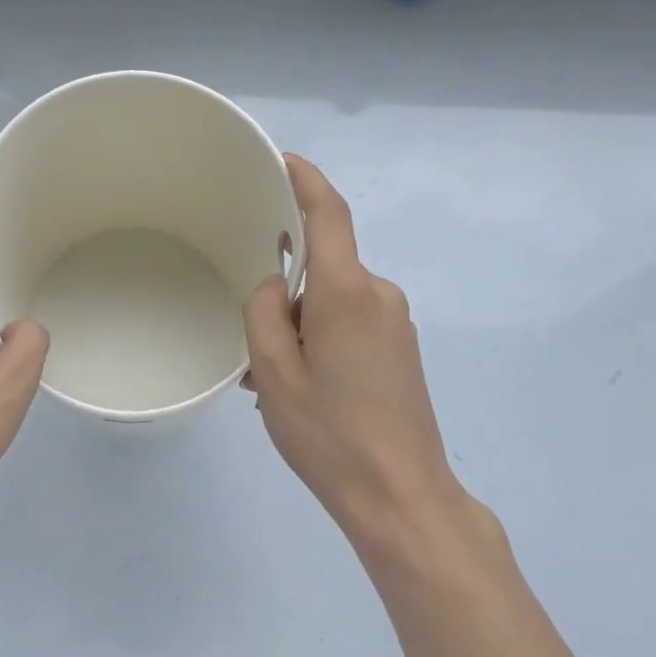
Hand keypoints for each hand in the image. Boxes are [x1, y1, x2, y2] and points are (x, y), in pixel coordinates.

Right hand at [243, 156, 471, 553]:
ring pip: (331, 303)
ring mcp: (395, 323)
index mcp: (347, 291)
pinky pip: (350, 325)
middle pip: (321, 268)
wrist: (402, 496)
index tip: (283, 160)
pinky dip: (319, 342)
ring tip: (271, 382)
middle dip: (283, 296)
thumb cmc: (331, 434)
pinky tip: (302, 391)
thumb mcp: (275, 372)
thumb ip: (264, 312)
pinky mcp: (400, 350)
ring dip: (298, 328)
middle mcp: (379, 295)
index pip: (329, 214)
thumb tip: (275, 288)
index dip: (306, 180)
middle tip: (252, 348)